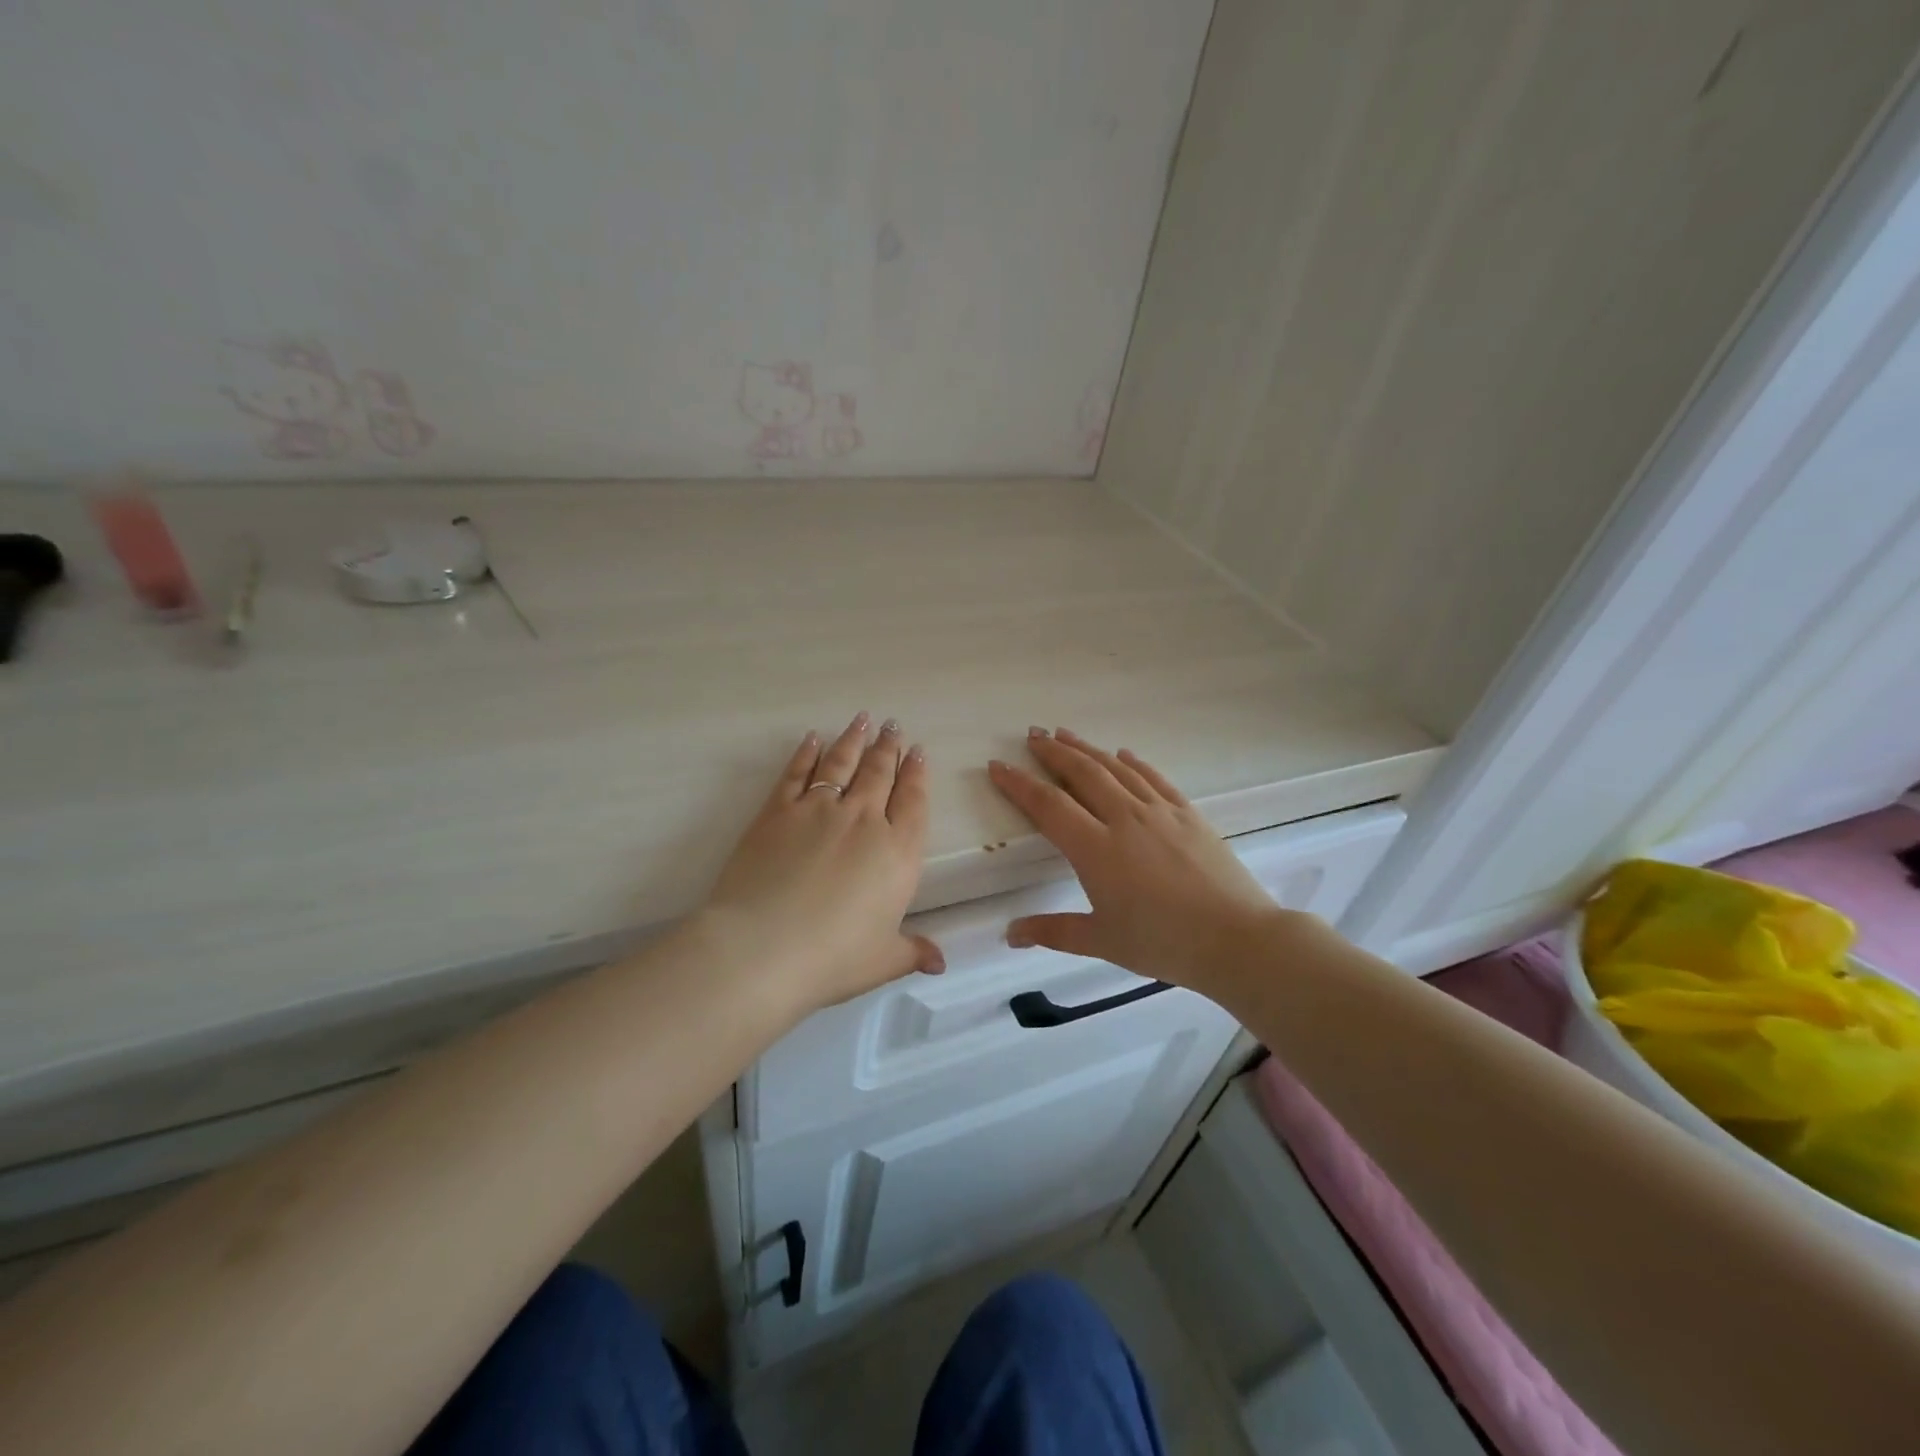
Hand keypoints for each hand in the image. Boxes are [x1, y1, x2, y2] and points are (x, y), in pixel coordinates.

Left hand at [701, 713, 943, 1014]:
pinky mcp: (777, 811)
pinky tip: (812, 739)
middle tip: (893, 726)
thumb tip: (940, 962)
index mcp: (897, 852)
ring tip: (863, 719)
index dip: (917, 774)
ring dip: (854, 739)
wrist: (762, 949)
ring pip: (842, 763)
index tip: (918, 751)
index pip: (913, 801)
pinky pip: (796, 773)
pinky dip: (806, 753)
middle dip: (889, 747)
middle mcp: (863, 820)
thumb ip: (913, 952)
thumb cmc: (832, 959)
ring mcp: (818, 810)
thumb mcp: (882, 960)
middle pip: (880, 773)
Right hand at [987, 728, 1283, 995]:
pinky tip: (1123, 754)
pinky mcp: (1188, 814)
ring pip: (1116, 769)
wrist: (1237, 938)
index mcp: (1096, 849)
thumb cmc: (1164, 943)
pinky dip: (1134, 763)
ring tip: (1065, 734)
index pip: (1048, 805)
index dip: (1019, 783)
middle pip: (1082, 773)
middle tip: (1032, 735)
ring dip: (1088, 749)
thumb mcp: (1102, 941)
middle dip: (1053, 752)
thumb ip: (1053, 932)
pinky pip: (1155, 779)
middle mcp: (1124, 819)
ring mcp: (1160, 812)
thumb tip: (1010, 934)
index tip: (998, 765)